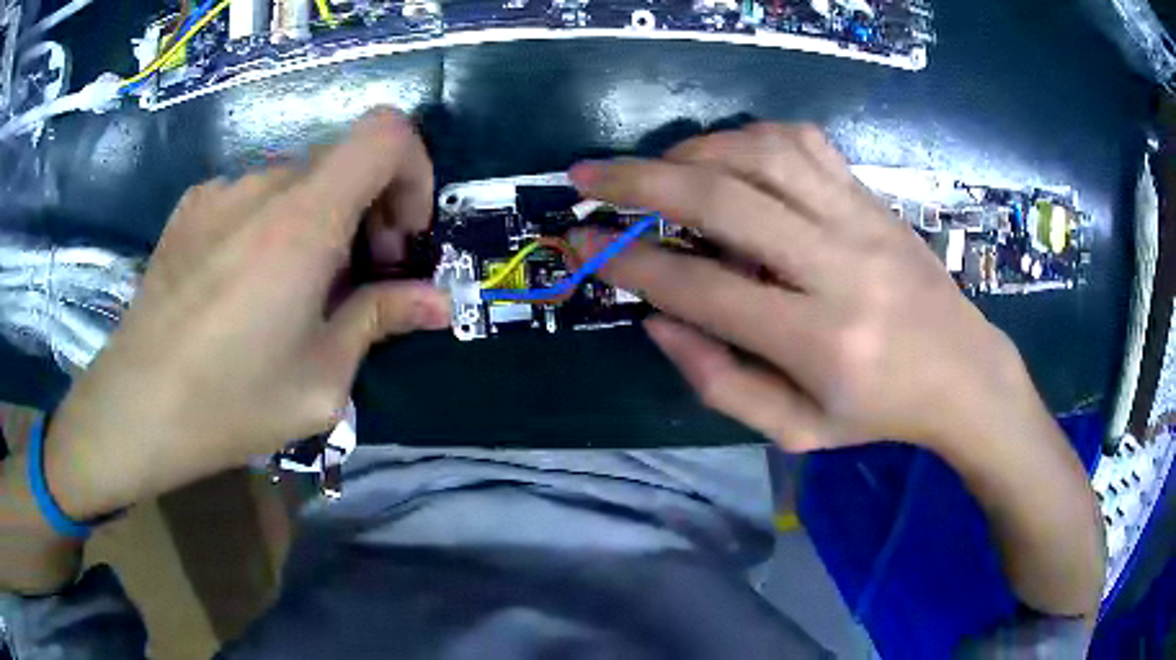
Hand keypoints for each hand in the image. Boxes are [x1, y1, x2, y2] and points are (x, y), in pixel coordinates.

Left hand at [45, 108, 449, 518]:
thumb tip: (436, 302)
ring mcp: (219, 192)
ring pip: (296, 183)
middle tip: (355, 283)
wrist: (135, 407)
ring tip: (294, 292)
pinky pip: (250, 197)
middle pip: (342, 163)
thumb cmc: (229, 402)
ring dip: (317, 223)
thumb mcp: (320, 381)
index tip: (401, 237)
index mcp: (303, 221)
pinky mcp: (190, 207)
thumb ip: (380, 321)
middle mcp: (262, 186)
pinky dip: (270, 226)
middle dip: (367, 213)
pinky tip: (244, 285)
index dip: (413, 171)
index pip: (386, 134)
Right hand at [571, 123, 1104, 620]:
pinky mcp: (873, 198)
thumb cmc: (880, 415)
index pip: (702, 290)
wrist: (965, 374)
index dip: (629, 264)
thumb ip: (719, 382)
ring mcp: (860, 221)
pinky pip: (804, 142)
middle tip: (587, 175)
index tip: (580, 243)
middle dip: (639, 182)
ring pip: (761, 153)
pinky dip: (751, 136)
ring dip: (694, 150)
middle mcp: (837, 267)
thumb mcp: (796, 430)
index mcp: (818, 341)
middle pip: (723, 200)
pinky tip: (728, 154)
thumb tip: (657, 320)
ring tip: (658, 167)